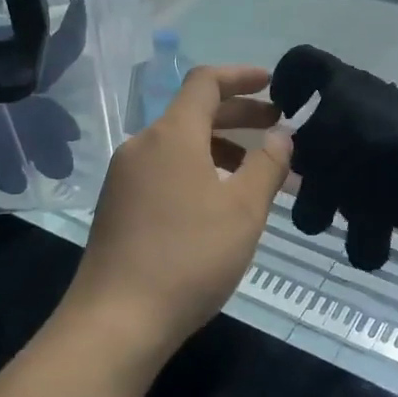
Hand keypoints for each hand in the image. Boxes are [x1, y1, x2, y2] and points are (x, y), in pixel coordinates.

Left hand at [64, 66, 291, 358]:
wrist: (117, 320)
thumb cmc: (189, 258)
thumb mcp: (243, 211)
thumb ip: (267, 165)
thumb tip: (280, 134)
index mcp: (171, 135)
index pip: (205, 82)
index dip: (241, 76)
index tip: (273, 84)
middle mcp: (142, 146)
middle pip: (193, 113)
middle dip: (239, 115)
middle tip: (277, 129)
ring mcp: (124, 177)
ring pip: (180, 146)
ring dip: (221, 150)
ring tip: (258, 176)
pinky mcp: (117, 206)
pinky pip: (164, 171)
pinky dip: (198, 171)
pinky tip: (219, 203)